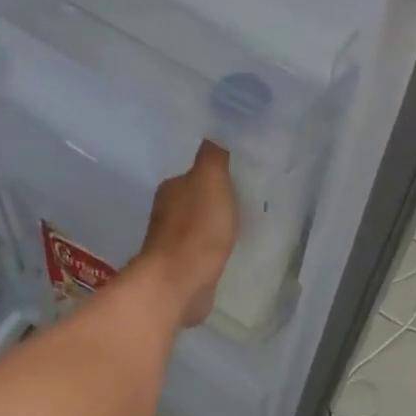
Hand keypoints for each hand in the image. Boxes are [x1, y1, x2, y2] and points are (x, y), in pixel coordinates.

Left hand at [136, 141, 237, 327]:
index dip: (218, 176)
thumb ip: (214, 156)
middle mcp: (167, 213)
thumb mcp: (211, 181)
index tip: (242, 179)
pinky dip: (214, 250)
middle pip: (198, 201)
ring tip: (244, 229)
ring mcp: (172, 243)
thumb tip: (215, 132)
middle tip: (248, 203)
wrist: (178, 283)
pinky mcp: (182, 269)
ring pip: (200, 227)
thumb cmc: (196, 229)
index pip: (196, 175)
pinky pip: (203, 252)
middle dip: (218, 202)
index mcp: (172, 189)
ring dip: (216, 228)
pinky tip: (229, 253)